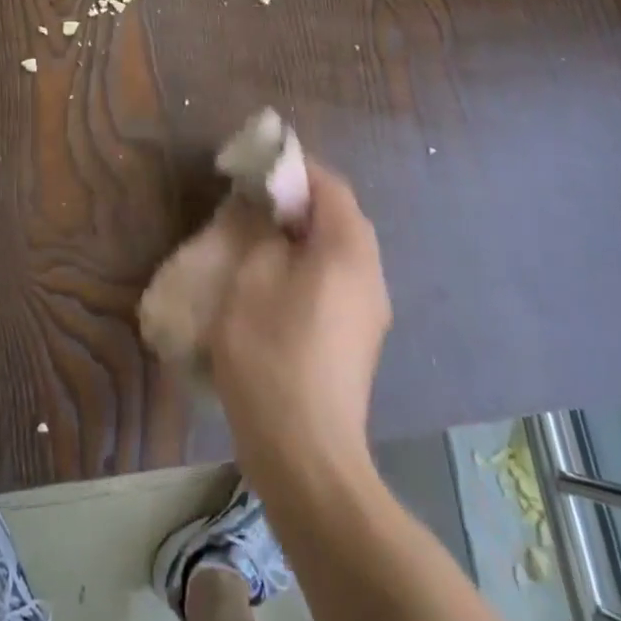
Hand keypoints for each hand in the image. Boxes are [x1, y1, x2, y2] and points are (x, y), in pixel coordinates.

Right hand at [207, 163, 390, 477]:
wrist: (307, 454)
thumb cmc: (272, 354)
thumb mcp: (251, 279)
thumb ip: (262, 231)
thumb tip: (268, 210)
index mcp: (349, 249)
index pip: (329, 185)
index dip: (292, 168)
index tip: (254, 167)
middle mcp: (371, 273)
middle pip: (338, 216)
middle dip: (295, 202)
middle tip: (250, 202)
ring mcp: (370, 311)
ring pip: (337, 251)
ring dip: (300, 236)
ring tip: (256, 240)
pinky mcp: (359, 339)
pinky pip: (336, 281)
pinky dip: (307, 267)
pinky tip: (272, 286)